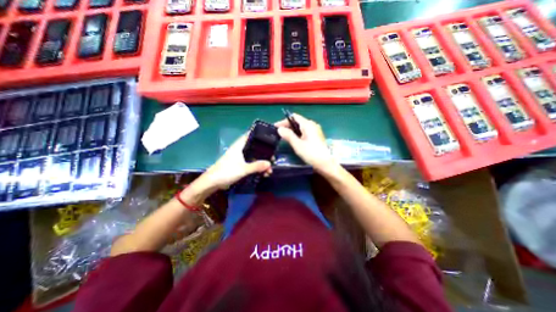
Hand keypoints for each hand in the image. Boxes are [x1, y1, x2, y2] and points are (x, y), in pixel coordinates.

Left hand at [202, 134, 272, 189]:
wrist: (213, 182)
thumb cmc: (226, 171)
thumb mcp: (243, 169)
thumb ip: (256, 166)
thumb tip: (269, 164)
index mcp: (240, 146)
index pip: (250, 135)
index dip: (260, 135)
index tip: (270, 138)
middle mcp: (241, 150)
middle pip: (255, 148)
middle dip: (264, 153)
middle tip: (272, 159)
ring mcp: (241, 158)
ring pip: (254, 157)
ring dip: (262, 163)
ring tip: (269, 170)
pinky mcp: (241, 165)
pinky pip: (252, 164)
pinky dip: (258, 168)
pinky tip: (263, 174)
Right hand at [277, 113, 335, 172]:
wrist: (326, 164)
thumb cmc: (311, 154)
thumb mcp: (297, 145)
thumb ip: (288, 135)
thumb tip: (279, 129)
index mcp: (308, 124)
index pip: (294, 117)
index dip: (284, 121)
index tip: (275, 127)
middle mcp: (312, 125)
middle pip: (297, 121)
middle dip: (287, 126)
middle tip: (278, 133)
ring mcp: (315, 130)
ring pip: (301, 127)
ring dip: (292, 130)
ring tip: (284, 136)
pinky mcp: (316, 136)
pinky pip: (305, 132)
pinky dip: (298, 134)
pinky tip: (293, 139)